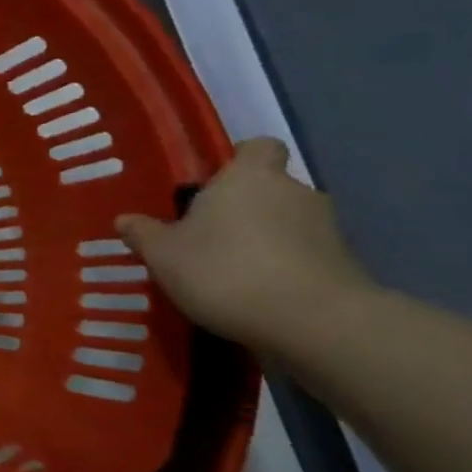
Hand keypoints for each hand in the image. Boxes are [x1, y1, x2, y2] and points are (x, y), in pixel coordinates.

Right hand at [115, 138, 373, 348]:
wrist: (315, 324)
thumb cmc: (226, 270)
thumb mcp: (164, 255)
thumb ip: (145, 234)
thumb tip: (125, 220)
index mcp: (250, 177)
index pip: (257, 147)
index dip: (240, 160)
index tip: (215, 182)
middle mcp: (294, 193)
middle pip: (272, 188)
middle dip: (246, 207)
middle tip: (211, 235)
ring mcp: (328, 230)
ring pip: (289, 224)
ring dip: (267, 240)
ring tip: (234, 271)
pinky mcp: (346, 267)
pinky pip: (306, 257)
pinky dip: (286, 269)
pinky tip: (260, 295)